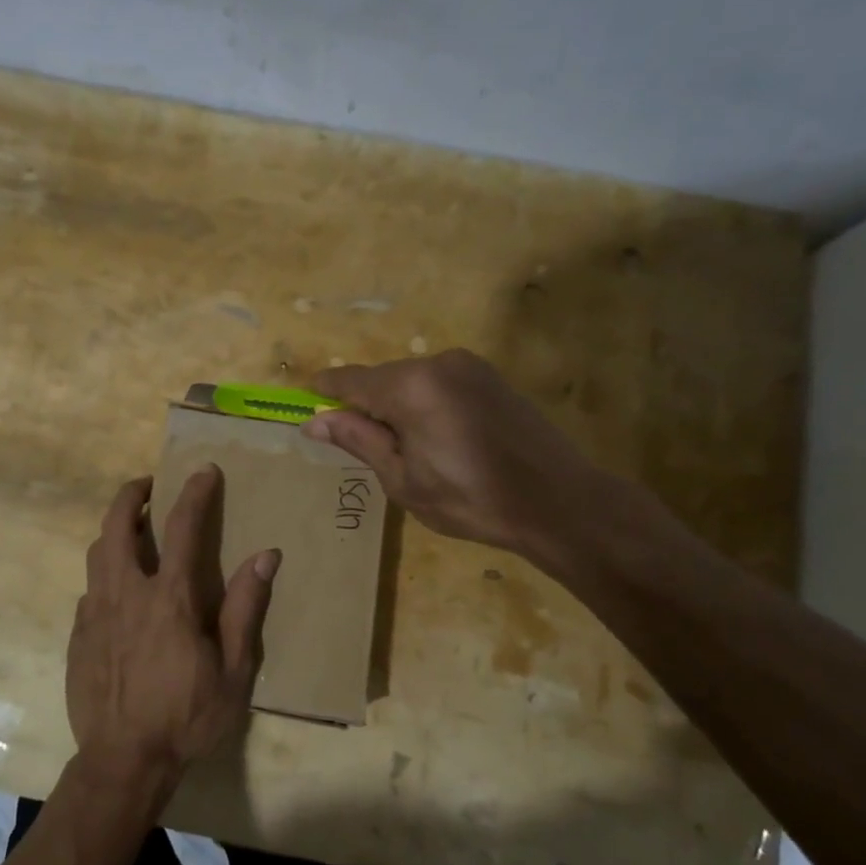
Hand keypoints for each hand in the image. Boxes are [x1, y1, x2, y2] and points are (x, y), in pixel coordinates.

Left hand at [65, 468, 279, 789]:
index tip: (204, 471)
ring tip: (132, 530)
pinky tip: (119, 592)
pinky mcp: (78, 635)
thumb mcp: (234, 671)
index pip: (182, 528)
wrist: (123, 761)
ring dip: (114, 530)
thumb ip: (246, 608)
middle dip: (131, 495)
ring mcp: (95, 613)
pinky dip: (106, 575)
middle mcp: (126, 594)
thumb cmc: (187, 717)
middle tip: (148, 485)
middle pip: (117, 525)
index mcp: (169, 599)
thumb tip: (266, 556)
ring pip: (96, 552)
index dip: (195, 494)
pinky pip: (91, 589)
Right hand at [306, 349, 643, 578]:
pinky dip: (424, 405)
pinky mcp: (490, 377)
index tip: (307, 409)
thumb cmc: (471, 499)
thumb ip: (359, 441)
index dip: (325, 394)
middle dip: (365, 407)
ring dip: (396, 408)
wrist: (558, 502)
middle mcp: (438, 362)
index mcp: (411, 386)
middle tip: (365, 450)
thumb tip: (315, 421)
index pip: (350, 380)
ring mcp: (469, 366)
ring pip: (410, 381)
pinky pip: (438, 384)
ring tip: (408, 452)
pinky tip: (438, 441)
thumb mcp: (403, 479)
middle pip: (381, 379)